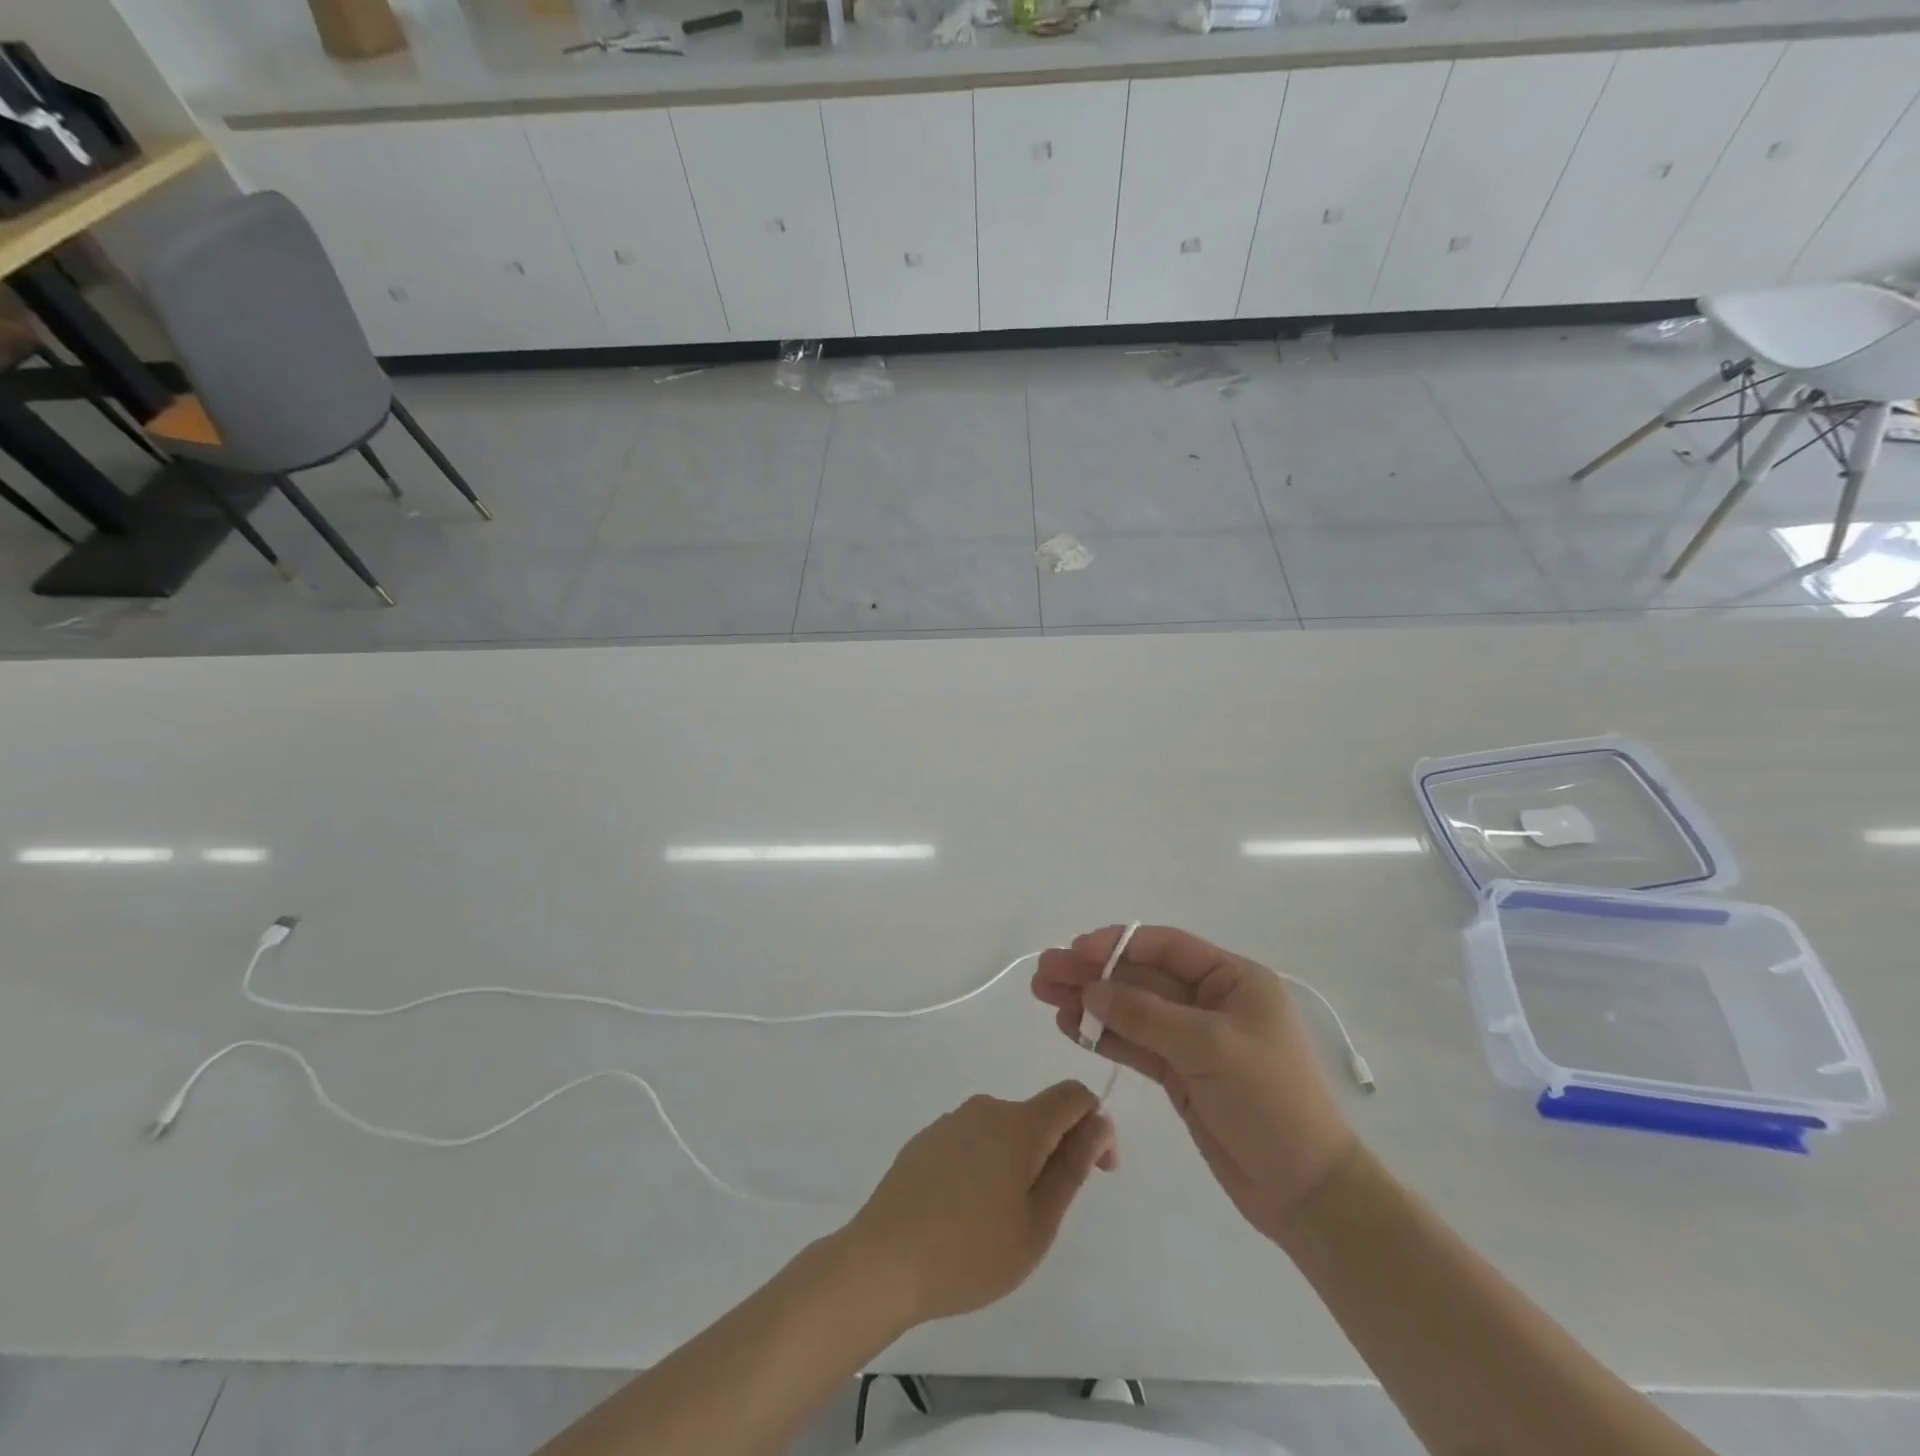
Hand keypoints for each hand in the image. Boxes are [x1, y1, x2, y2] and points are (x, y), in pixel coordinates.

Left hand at [844, 1082, 1116, 1326]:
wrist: (882, 1261)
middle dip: (1055, 1153)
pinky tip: (966, 1213)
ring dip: (1019, 1163)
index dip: (1096, 1126)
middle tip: (1043, 1217)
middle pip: (1038, 1116)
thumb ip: (1072, 1167)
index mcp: (1019, 1123)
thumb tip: (1099, 1122)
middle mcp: (985, 1108)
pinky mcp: (926, 1139)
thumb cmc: (970, 1251)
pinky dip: (986, 1166)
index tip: (1098, 1173)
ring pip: (1004, 1132)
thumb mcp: (1037, 1222)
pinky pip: (973, 1142)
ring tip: (1001, 1223)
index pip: (1073, 1096)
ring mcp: (951, 1121)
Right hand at [1033, 926, 1355, 1242]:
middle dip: (1093, 972)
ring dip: (1091, 1003)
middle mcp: (1212, 1001)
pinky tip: (1070, 1028)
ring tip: (1045, 995)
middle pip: (1142, 977)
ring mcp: (1194, 1040)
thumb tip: (1091, 990)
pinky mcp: (1182, 1075)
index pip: (1166, 947)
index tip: (1074, 950)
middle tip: (1044, 972)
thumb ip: (1145, 1015)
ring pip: (1133, 1010)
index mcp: (1233, 980)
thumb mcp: (1208, 1046)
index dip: (1117, 943)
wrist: (1306, 1191)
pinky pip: (1136, 1045)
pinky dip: (1104, 1036)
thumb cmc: (1269, 1101)